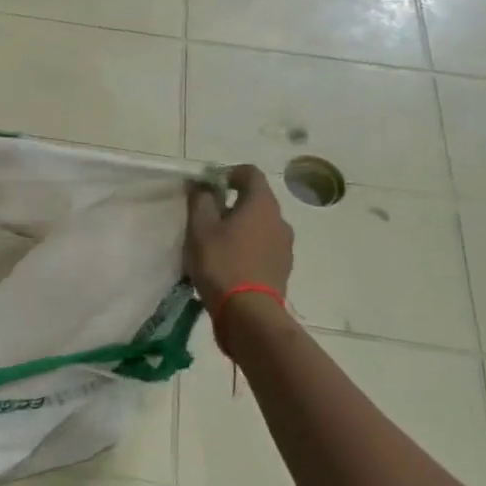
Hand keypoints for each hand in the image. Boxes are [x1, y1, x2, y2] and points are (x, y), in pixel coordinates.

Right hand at [185, 165, 294, 311]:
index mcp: (262, 203)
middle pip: (256, 200)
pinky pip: (264, 247)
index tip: (209, 187)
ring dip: (242, 228)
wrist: (248, 312)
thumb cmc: (221, 263)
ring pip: (261, 225)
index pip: (250, 172)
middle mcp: (280, 219)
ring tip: (218, 245)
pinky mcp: (283, 268)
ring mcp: (285, 245)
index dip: (228, 173)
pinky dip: (249, 248)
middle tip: (208, 218)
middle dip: (233, 204)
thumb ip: (200, 200)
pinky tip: (230, 264)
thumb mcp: (200, 228)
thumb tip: (203, 185)